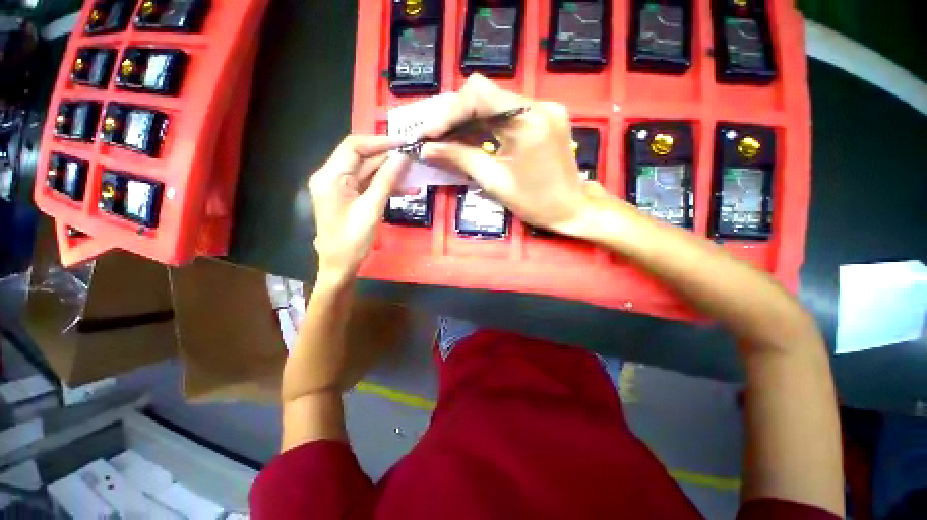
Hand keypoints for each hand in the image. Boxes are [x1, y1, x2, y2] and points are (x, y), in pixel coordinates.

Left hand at [309, 135, 409, 282]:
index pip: (354, 146)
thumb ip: (386, 180)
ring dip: (390, 172)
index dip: (380, 141)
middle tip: (414, 158)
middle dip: (388, 157)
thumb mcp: (371, 209)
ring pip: (367, 171)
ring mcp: (340, 187)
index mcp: (330, 176)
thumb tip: (403, 158)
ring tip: (413, 173)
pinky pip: (368, 184)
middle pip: (361, 158)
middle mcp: (332, 176)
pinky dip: (385, 184)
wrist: (340, 266)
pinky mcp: (348, 197)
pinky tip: (405, 187)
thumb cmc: (352, 241)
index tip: (405, 143)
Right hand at [419, 74, 610, 234]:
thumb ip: (460, 159)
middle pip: (485, 96)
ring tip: (447, 142)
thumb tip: (427, 149)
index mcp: (527, 121)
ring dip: (468, 123)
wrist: (573, 209)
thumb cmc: (536, 203)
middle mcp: (538, 105)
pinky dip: (486, 127)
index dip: (449, 113)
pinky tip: (471, 141)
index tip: (429, 135)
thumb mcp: (495, 182)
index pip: (478, 95)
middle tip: (434, 139)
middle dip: (455, 118)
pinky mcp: (544, 118)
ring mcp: (543, 109)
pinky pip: (507, 115)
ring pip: (495, 105)